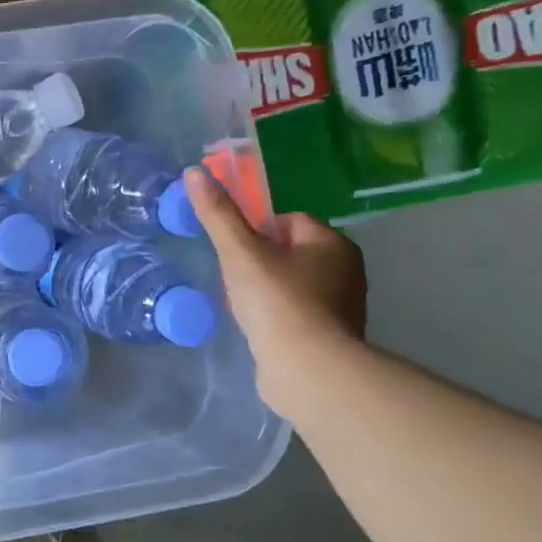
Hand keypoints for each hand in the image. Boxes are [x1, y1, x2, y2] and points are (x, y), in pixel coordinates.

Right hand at [185, 168, 366, 420]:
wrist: (308, 369)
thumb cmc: (277, 302)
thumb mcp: (239, 253)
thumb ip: (218, 214)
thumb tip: (195, 172)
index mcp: (331, 242)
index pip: (288, 220)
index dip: (255, 230)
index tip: (233, 250)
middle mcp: (346, 268)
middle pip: (291, 251)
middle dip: (261, 261)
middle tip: (234, 279)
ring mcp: (343, 305)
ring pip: (294, 283)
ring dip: (269, 290)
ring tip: (244, 306)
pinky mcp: (333, 336)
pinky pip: (299, 313)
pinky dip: (279, 317)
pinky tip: (260, 328)